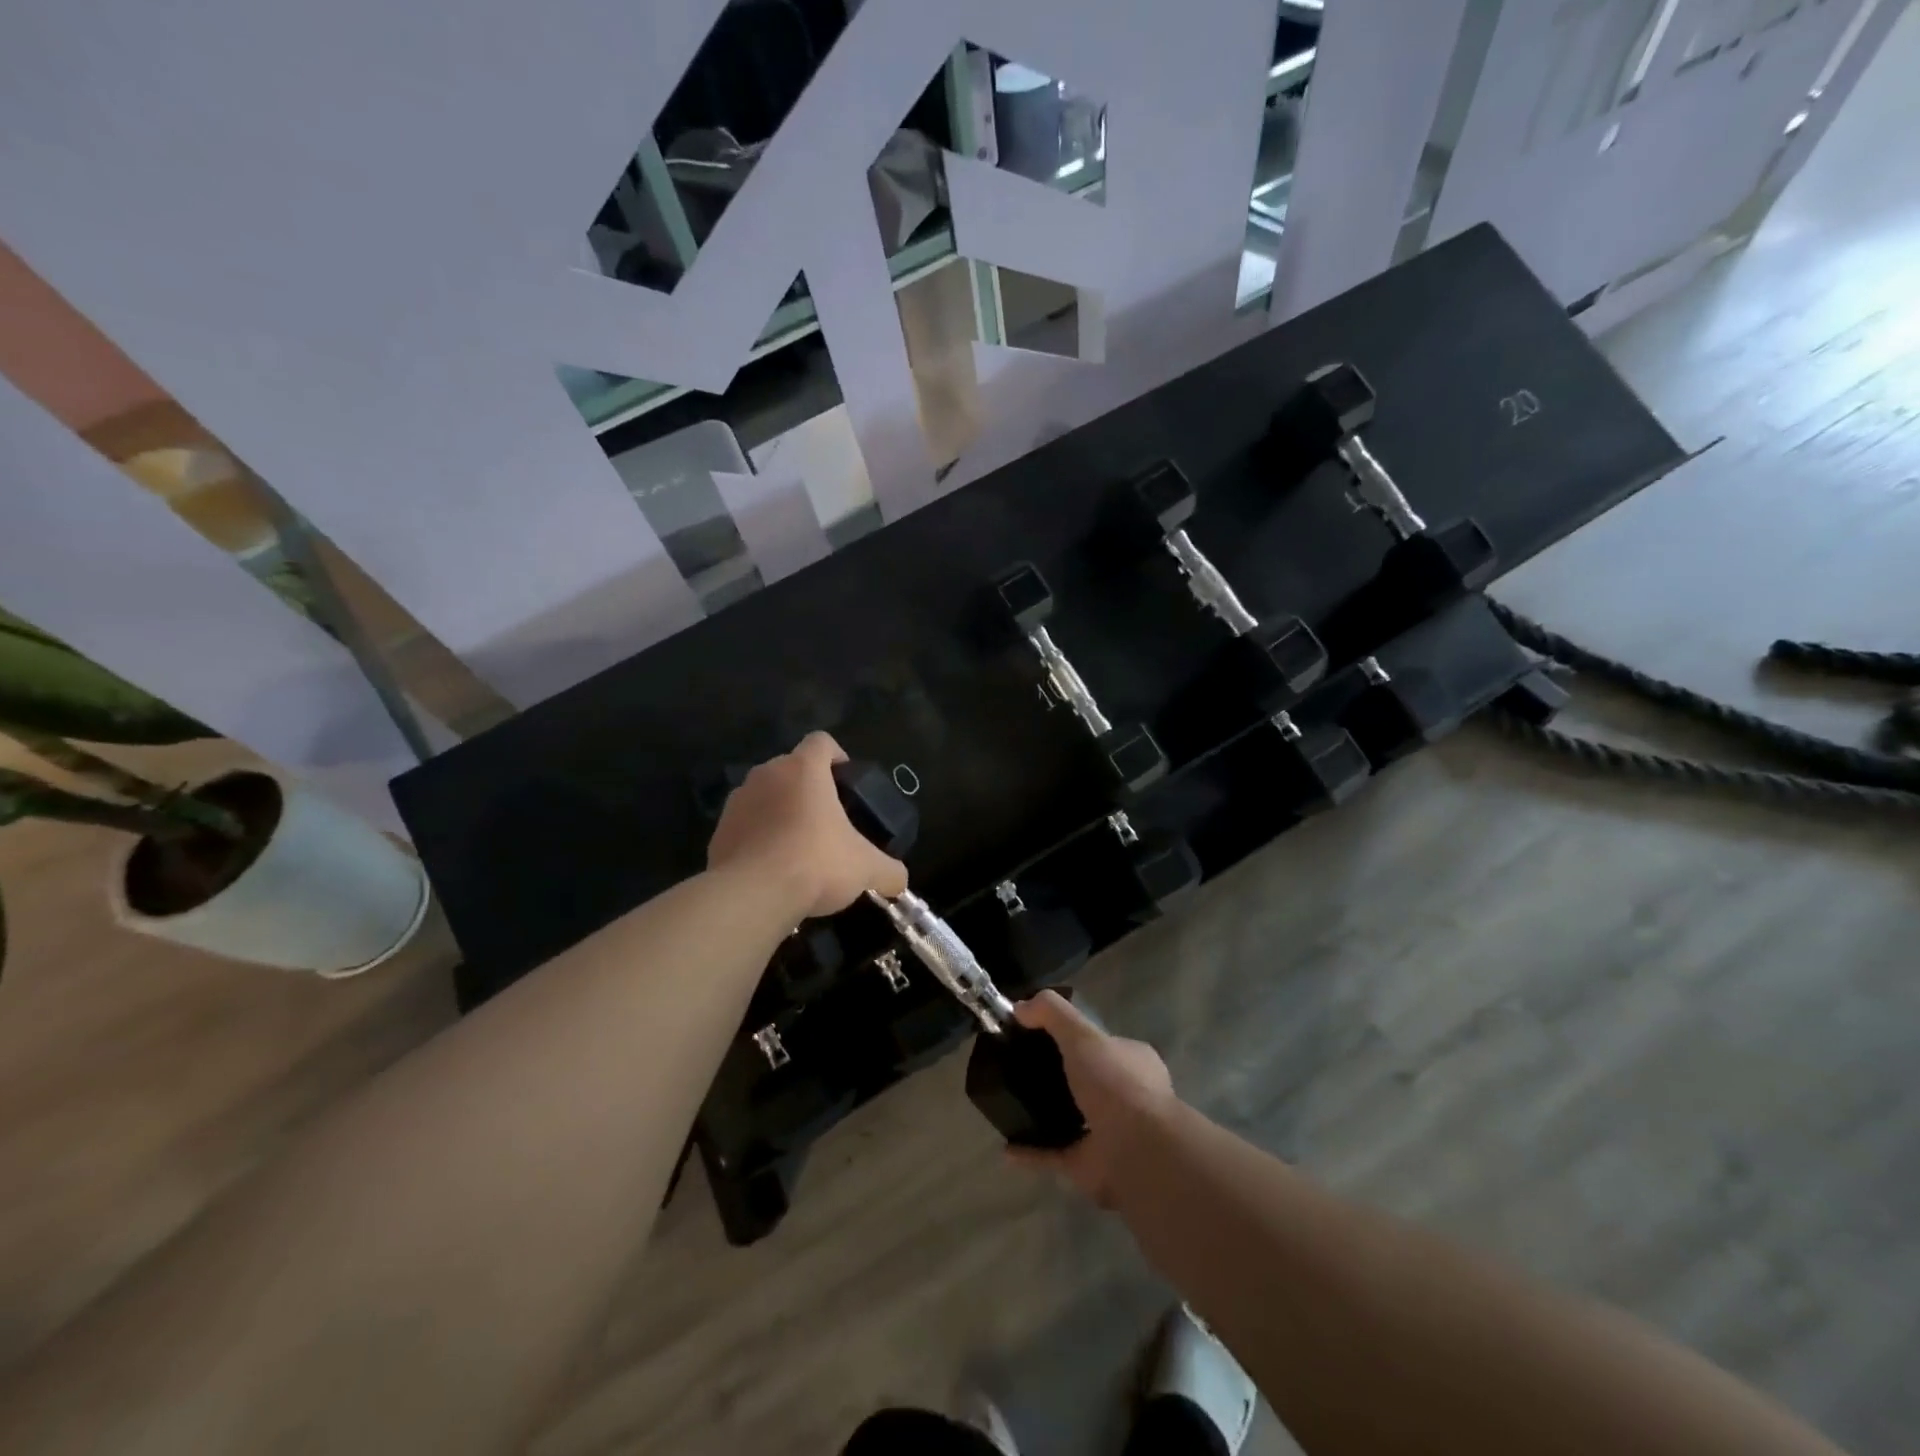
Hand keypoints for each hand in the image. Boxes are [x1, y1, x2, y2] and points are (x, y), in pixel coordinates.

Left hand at [707, 731, 908, 918]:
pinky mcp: (718, 831)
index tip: (847, 783)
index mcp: (804, 769)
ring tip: (798, 847)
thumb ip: (889, 871)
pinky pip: (745, 825)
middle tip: (828, 821)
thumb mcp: (866, 868)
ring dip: (781, 812)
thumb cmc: (816, 863)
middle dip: (809, 789)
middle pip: (792, 768)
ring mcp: (738, 801)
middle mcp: (767, 774)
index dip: (837, 756)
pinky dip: (758, 838)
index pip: (822, 741)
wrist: (752, 895)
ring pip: (765, 796)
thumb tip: (900, 881)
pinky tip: (772, 868)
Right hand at [1006, 991, 1175, 1206]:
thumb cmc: (1117, 1084)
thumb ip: (1052, 1013)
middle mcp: (1126, 1097)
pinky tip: (1007, 1147)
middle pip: (1088, 1081)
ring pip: (1074, 1120)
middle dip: (1060, 1076)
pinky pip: (1055, 1154)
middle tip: (1022, 1068)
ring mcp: (1110, 1134)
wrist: (1138, 1152)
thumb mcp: (1082, 1034)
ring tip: (1013, 1104)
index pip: (1104, 1044)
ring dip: (1046, 1115)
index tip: (1041, 1034)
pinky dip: (1032, 1151)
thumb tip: (1020, 1006)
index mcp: (1133, 1062)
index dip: (1076, 1037)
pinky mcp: (1092, 1166)